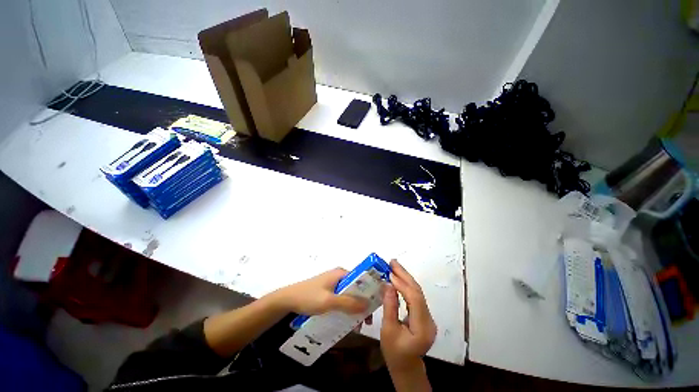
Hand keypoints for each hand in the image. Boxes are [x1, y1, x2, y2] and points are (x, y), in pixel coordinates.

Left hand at [273, 268, 368, 315]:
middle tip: (365, 321)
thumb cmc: (309, 297)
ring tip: (356, 326)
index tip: (374, 307)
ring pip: (349, 295)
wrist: (288, 300)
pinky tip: (346, 321)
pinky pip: (342, 299)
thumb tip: (367, 305)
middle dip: (362, 304)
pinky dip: (346, 309)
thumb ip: (348, 303)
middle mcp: (339, 276)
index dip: (370, 291)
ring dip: (354, 309)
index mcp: (341, 273)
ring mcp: (333, 284)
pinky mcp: (328, 291)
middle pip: (356, 288)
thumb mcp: (329, 301)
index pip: (361, 278)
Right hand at [381, 259, 436, 371]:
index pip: (415, 299)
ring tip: (394, 266)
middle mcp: (429, 320)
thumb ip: (389, 307)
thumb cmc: (395, 353)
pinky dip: (406, 285)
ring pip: (417, 292)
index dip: (402, 284)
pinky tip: (398, 278)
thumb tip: (388, 284)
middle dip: (405, 275)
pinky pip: (415, 296)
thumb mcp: (388, 331)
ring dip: (405, 277)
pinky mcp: (424, 315)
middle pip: (418, 292)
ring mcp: (428, 317)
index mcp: (422, 328)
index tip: (389, 273)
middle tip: (392, 262)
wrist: (406, 367)